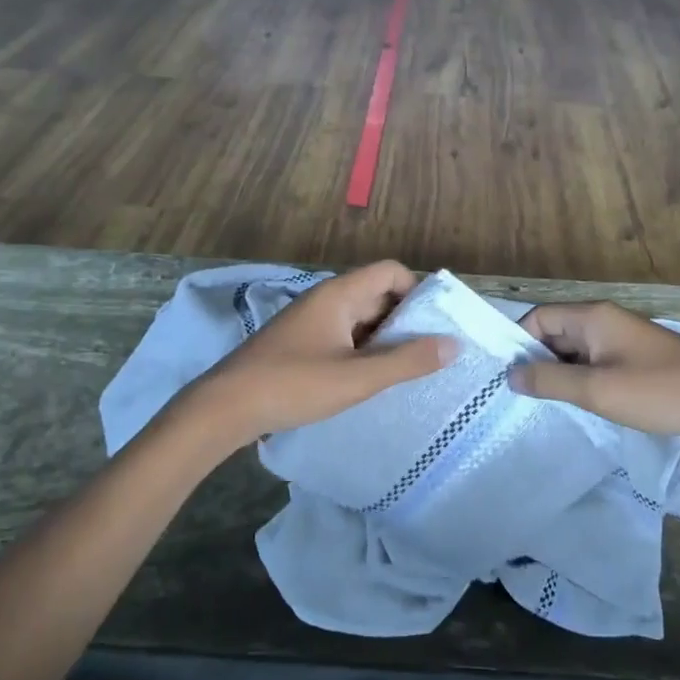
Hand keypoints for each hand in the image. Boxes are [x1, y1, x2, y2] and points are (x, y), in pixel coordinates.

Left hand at [186, 262, 452, 449]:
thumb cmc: (294, 384)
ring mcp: (310, 322)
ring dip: (384, 339)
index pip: (391, 272)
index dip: (418, 291)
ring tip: (406, 370)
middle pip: (377, 294)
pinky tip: (370, 379)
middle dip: (405, 320)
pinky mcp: (300, 344)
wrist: (225, 407)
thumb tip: (453, 344)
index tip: (436, 325)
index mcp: (339, 294)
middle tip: (430, 353)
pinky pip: (343, 336)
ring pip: (360, 319)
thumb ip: (407, 361)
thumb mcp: (358, 377)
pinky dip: (362, 351)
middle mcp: (325, 300)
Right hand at [509, 301, 679, 448]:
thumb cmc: (658, 393)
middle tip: (526, 397)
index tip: (510, 378)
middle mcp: (606, 319)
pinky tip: (583, 403)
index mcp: (593, 317)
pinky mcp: (638, 358)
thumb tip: (510, 375)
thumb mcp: (596, 390)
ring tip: (550, 404)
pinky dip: (583, 378)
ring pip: (576, 349)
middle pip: (555, 332)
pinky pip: (596, 361)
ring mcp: (624, 338)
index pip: (538, 318)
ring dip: (561, 373)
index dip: (519, 344)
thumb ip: (549, 380)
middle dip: (538, 361)